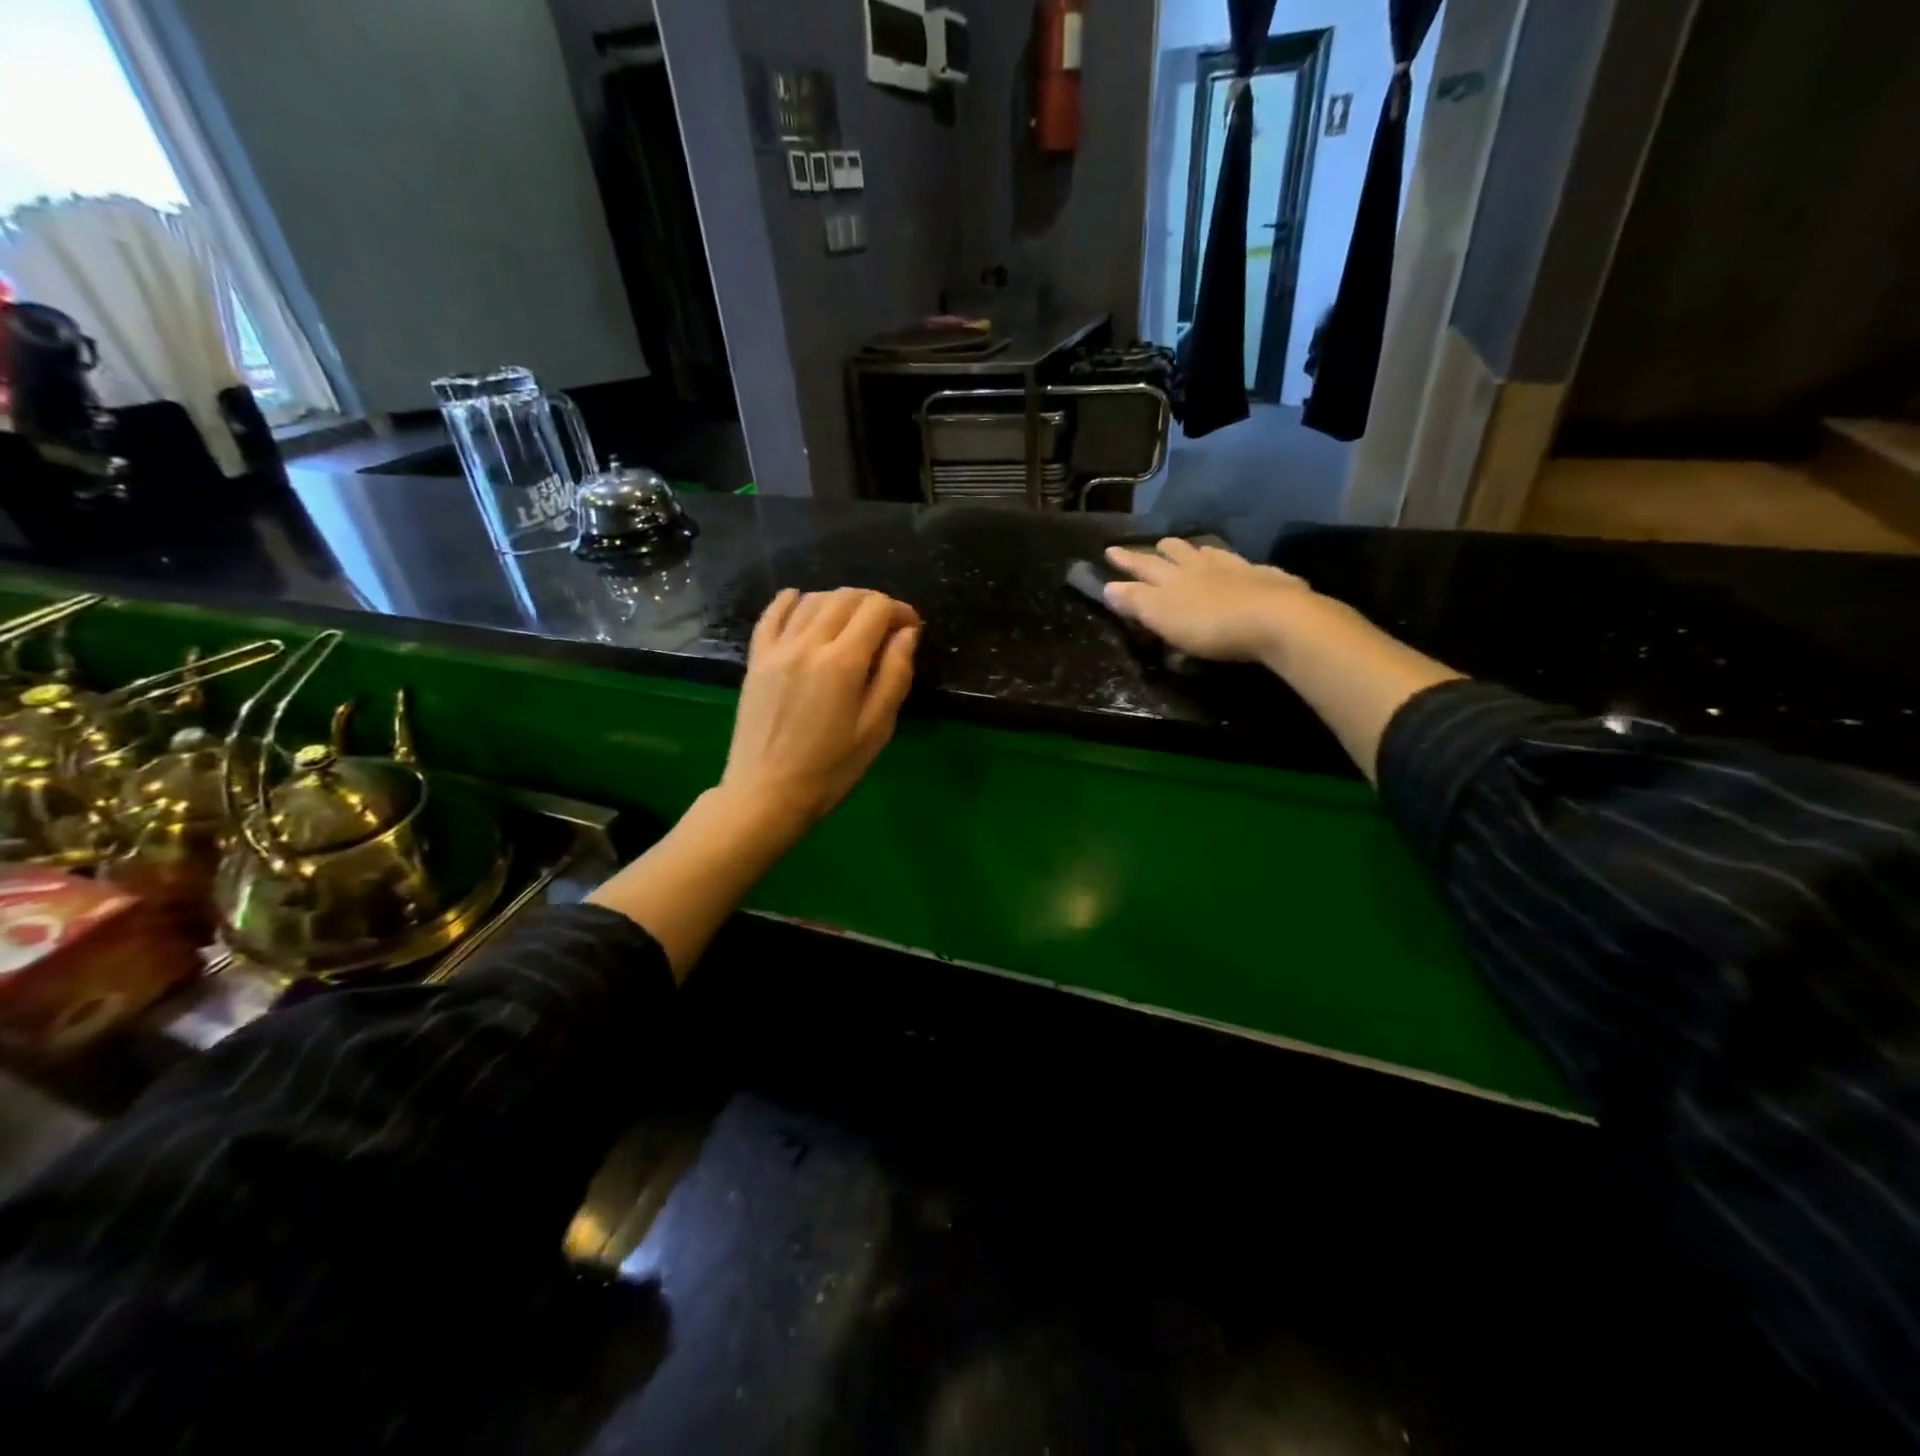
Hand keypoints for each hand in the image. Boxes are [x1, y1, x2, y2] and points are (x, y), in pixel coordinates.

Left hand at [721, 587, 921, 829]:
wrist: (767, 794)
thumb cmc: (831, 769)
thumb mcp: (876, 729)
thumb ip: (894, 675)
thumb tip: (906, 633)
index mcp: (843, 662)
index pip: (876, 609)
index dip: (900, 611)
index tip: (911, 629)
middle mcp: (808, 643)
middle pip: (845, 598)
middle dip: (873, 603)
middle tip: (887, 627)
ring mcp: (777, 648)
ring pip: (812, 600)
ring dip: (838, 601)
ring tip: (852, 623)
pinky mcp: (756, 659)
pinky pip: (772, 614)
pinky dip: (791, 601)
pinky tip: (802, 602)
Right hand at [1103, 538, 1320, 663]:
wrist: (1274, 619)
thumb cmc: (1209, 623)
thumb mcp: (1162, 616)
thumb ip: (1135, 601)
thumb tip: (1107, 586)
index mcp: (1173, 577)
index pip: (1142, 566)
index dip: (1126, 560)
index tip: (1110, 550)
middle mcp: (1202, 566)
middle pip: (1178, 553)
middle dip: (1162, 549)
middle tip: (1156, 544)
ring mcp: (1236, 569)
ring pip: (1211, 554)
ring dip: (1198, 551)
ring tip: (1195, 549)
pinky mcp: (1266, 580)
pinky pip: (1245, 566)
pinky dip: (1235, 564)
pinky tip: (1241, 567)